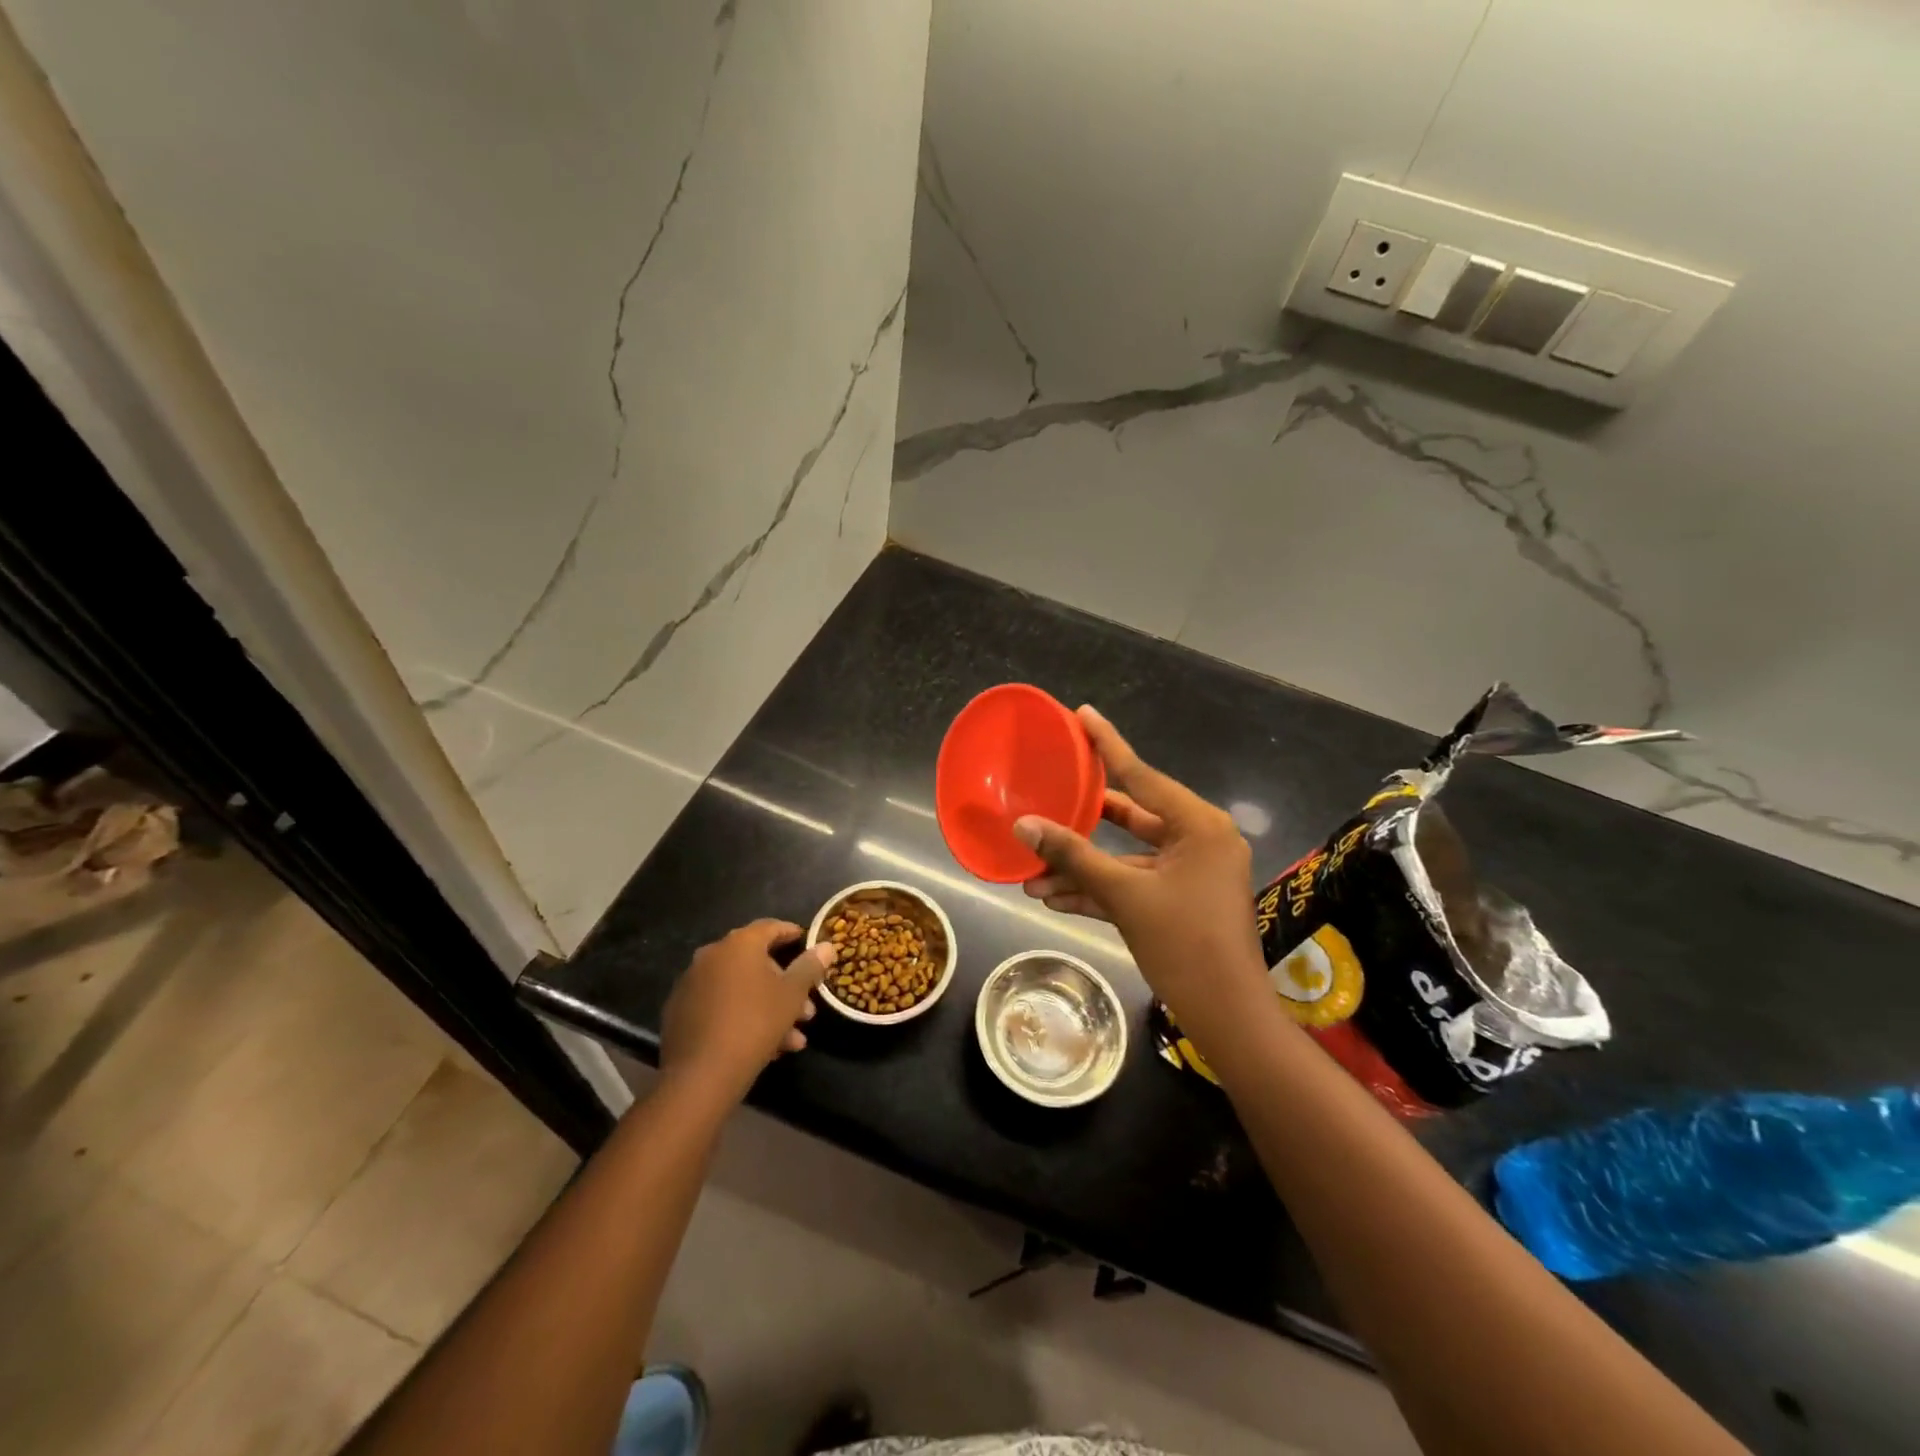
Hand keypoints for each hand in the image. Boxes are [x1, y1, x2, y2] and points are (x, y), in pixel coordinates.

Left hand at [659, 920, 833, 1102]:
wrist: (701, 1074)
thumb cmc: (755, 1023)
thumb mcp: (792, 995)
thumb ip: (810, 966)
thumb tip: (826, 946)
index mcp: (739, 944)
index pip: (770, 927)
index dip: (791, 934)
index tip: (806, 943)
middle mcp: (711, 956)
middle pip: (756, 963)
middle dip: (784, 985)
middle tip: (806, 1010)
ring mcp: (692, 984)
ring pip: (740, 990)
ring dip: (768, 1008)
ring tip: (791, 1039)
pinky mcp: (680, 1012)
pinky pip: (720, 1007)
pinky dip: (742, 1018)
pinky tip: (765, 1047)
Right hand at [1017, 706, 1265, 1025]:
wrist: (1227, 1016)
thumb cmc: (1183, 943)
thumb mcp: (1124, 895)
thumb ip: (1073, 856)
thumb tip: (1023, 826)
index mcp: (1198, 825)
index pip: (1142, 774)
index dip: (1107, 744)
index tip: (1082, 714)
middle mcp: (1199, 839)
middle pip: (1131, 816)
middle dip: (1083, 820)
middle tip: (1048, 792)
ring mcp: (1191, 872)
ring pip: (1128, 856)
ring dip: (1084, 864)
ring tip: (1032, 867)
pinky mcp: (1181, 900)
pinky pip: (1136, 883)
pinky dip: (1101, 888)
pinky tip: (1053, 896)